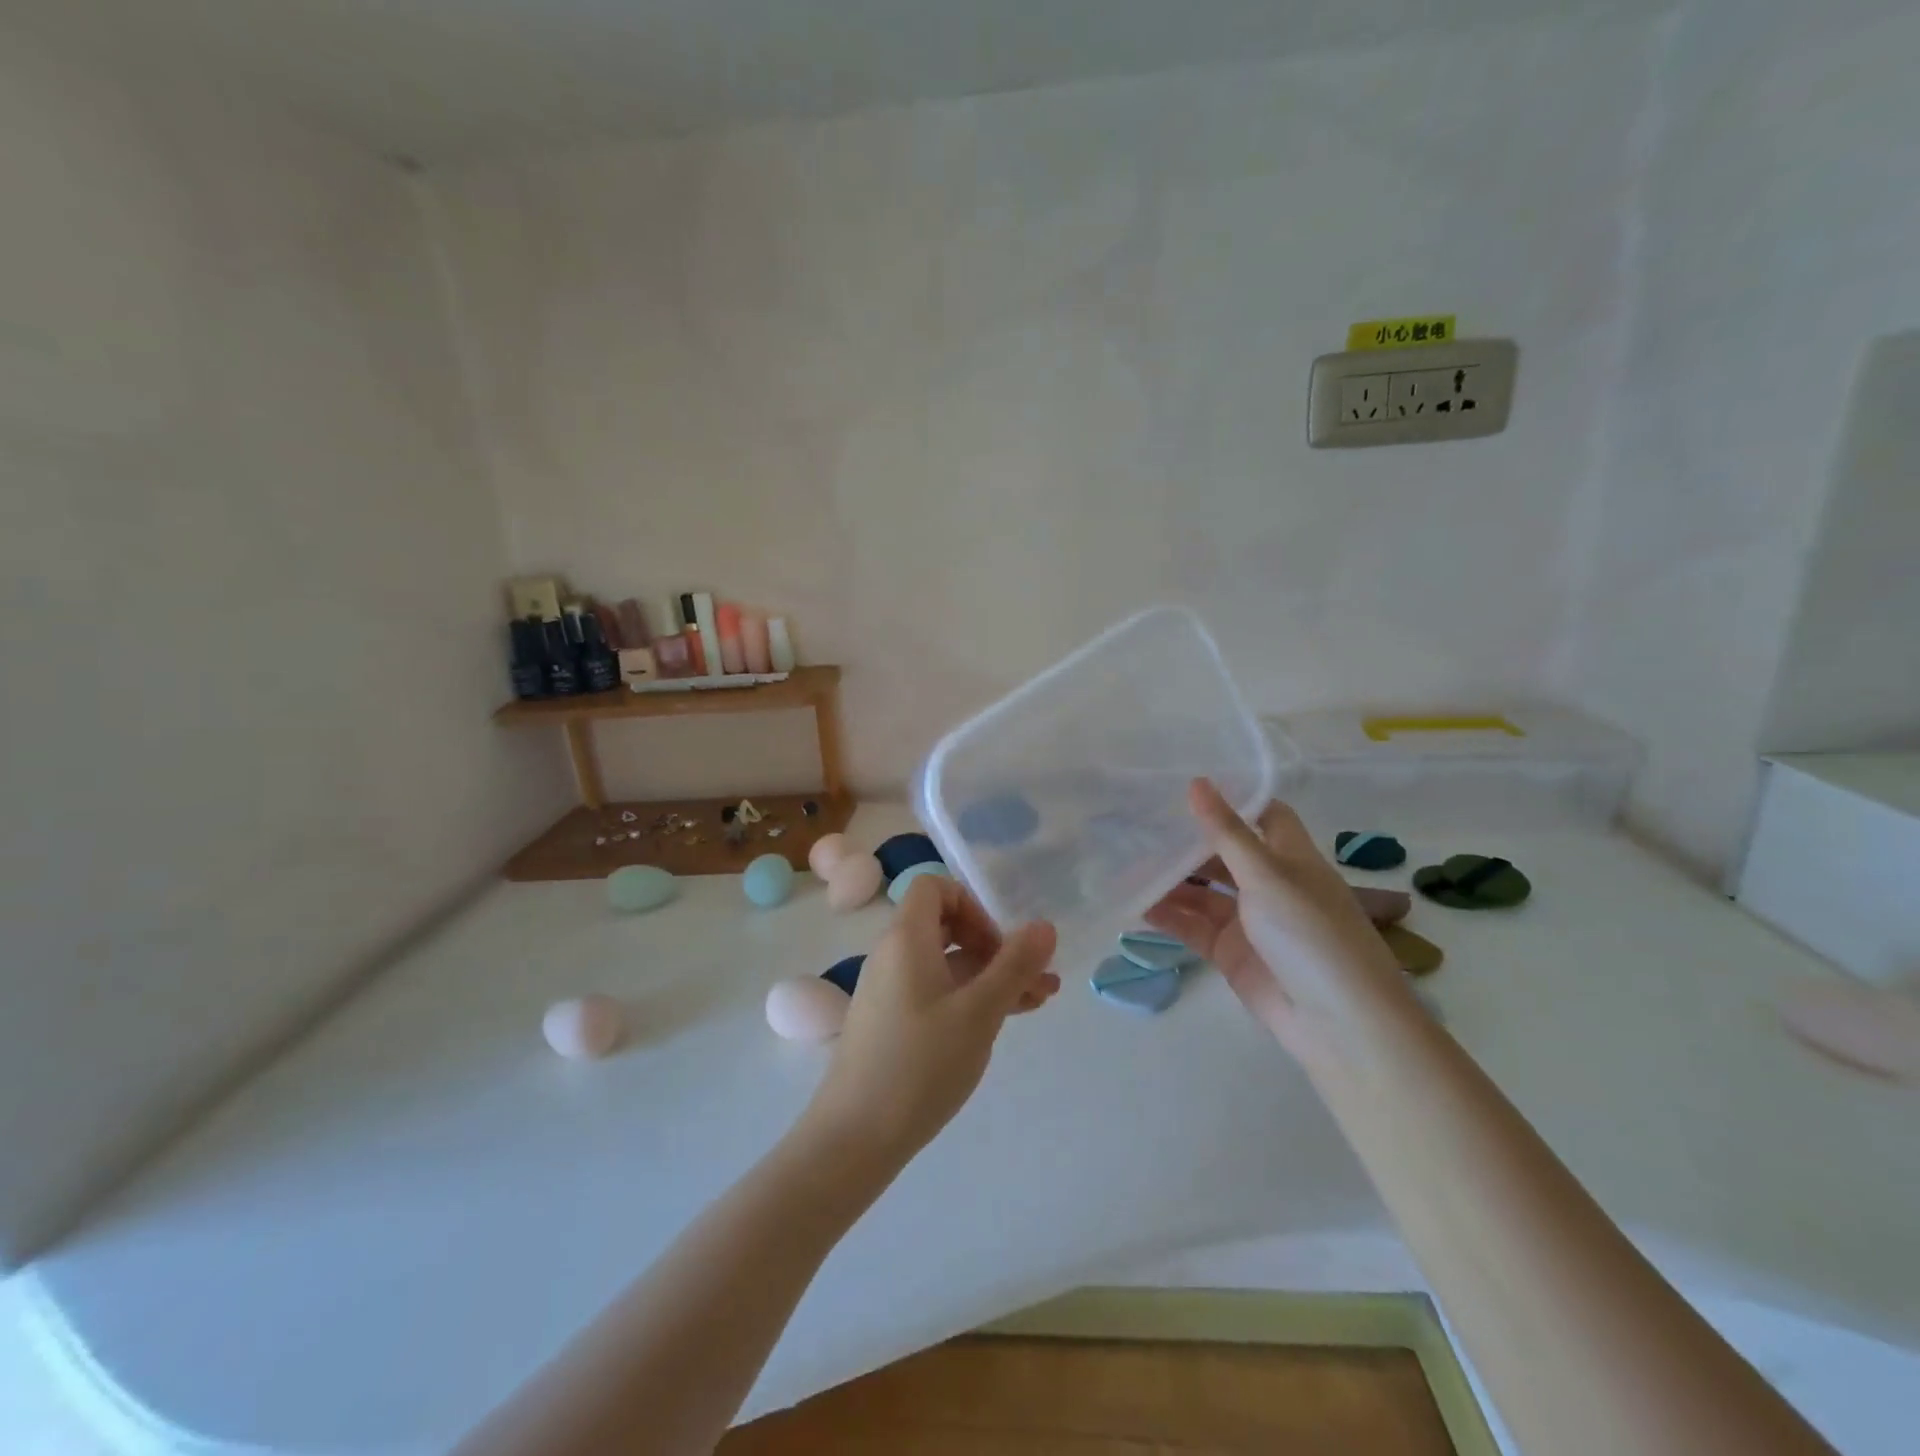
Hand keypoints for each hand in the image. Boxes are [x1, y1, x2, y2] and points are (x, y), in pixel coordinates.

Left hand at [804, 875, 1059, 1164]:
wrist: (855, 1137)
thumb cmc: (920, 1064)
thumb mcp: (979, 1013)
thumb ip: (1014, 966)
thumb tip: (1044, 925)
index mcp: (906, 939)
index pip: (934, 887)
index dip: (972, 904)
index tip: (999, 943)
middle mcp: (894, 955)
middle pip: (946, 926)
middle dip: (994, 945)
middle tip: (1033, 975)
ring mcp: (891, 990)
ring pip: (948, 965)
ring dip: (992, 975)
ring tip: (1040, 1000)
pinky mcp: (893, 1022)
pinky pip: (937, 992)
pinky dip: (970, 998)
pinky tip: (1006, 1020)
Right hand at [1145, 779, 1414, 1063]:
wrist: (1337, 1023)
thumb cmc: (1311, 933)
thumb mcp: (1267, 874)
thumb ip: (1226, 832)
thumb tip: (1196, 782)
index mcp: (1290, 857)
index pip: (1261, 815)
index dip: (1230, 799)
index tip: (1184, 784)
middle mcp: (1269, 883)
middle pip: (1221, 853)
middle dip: (1185, 842)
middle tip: (1136, 823)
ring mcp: (1248, 920)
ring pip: (1201, 891)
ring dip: (1169, 880)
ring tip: (1124, 863)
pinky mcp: (1230, 952)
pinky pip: (1192, 926)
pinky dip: (1167, 916)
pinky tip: (1134, 904)